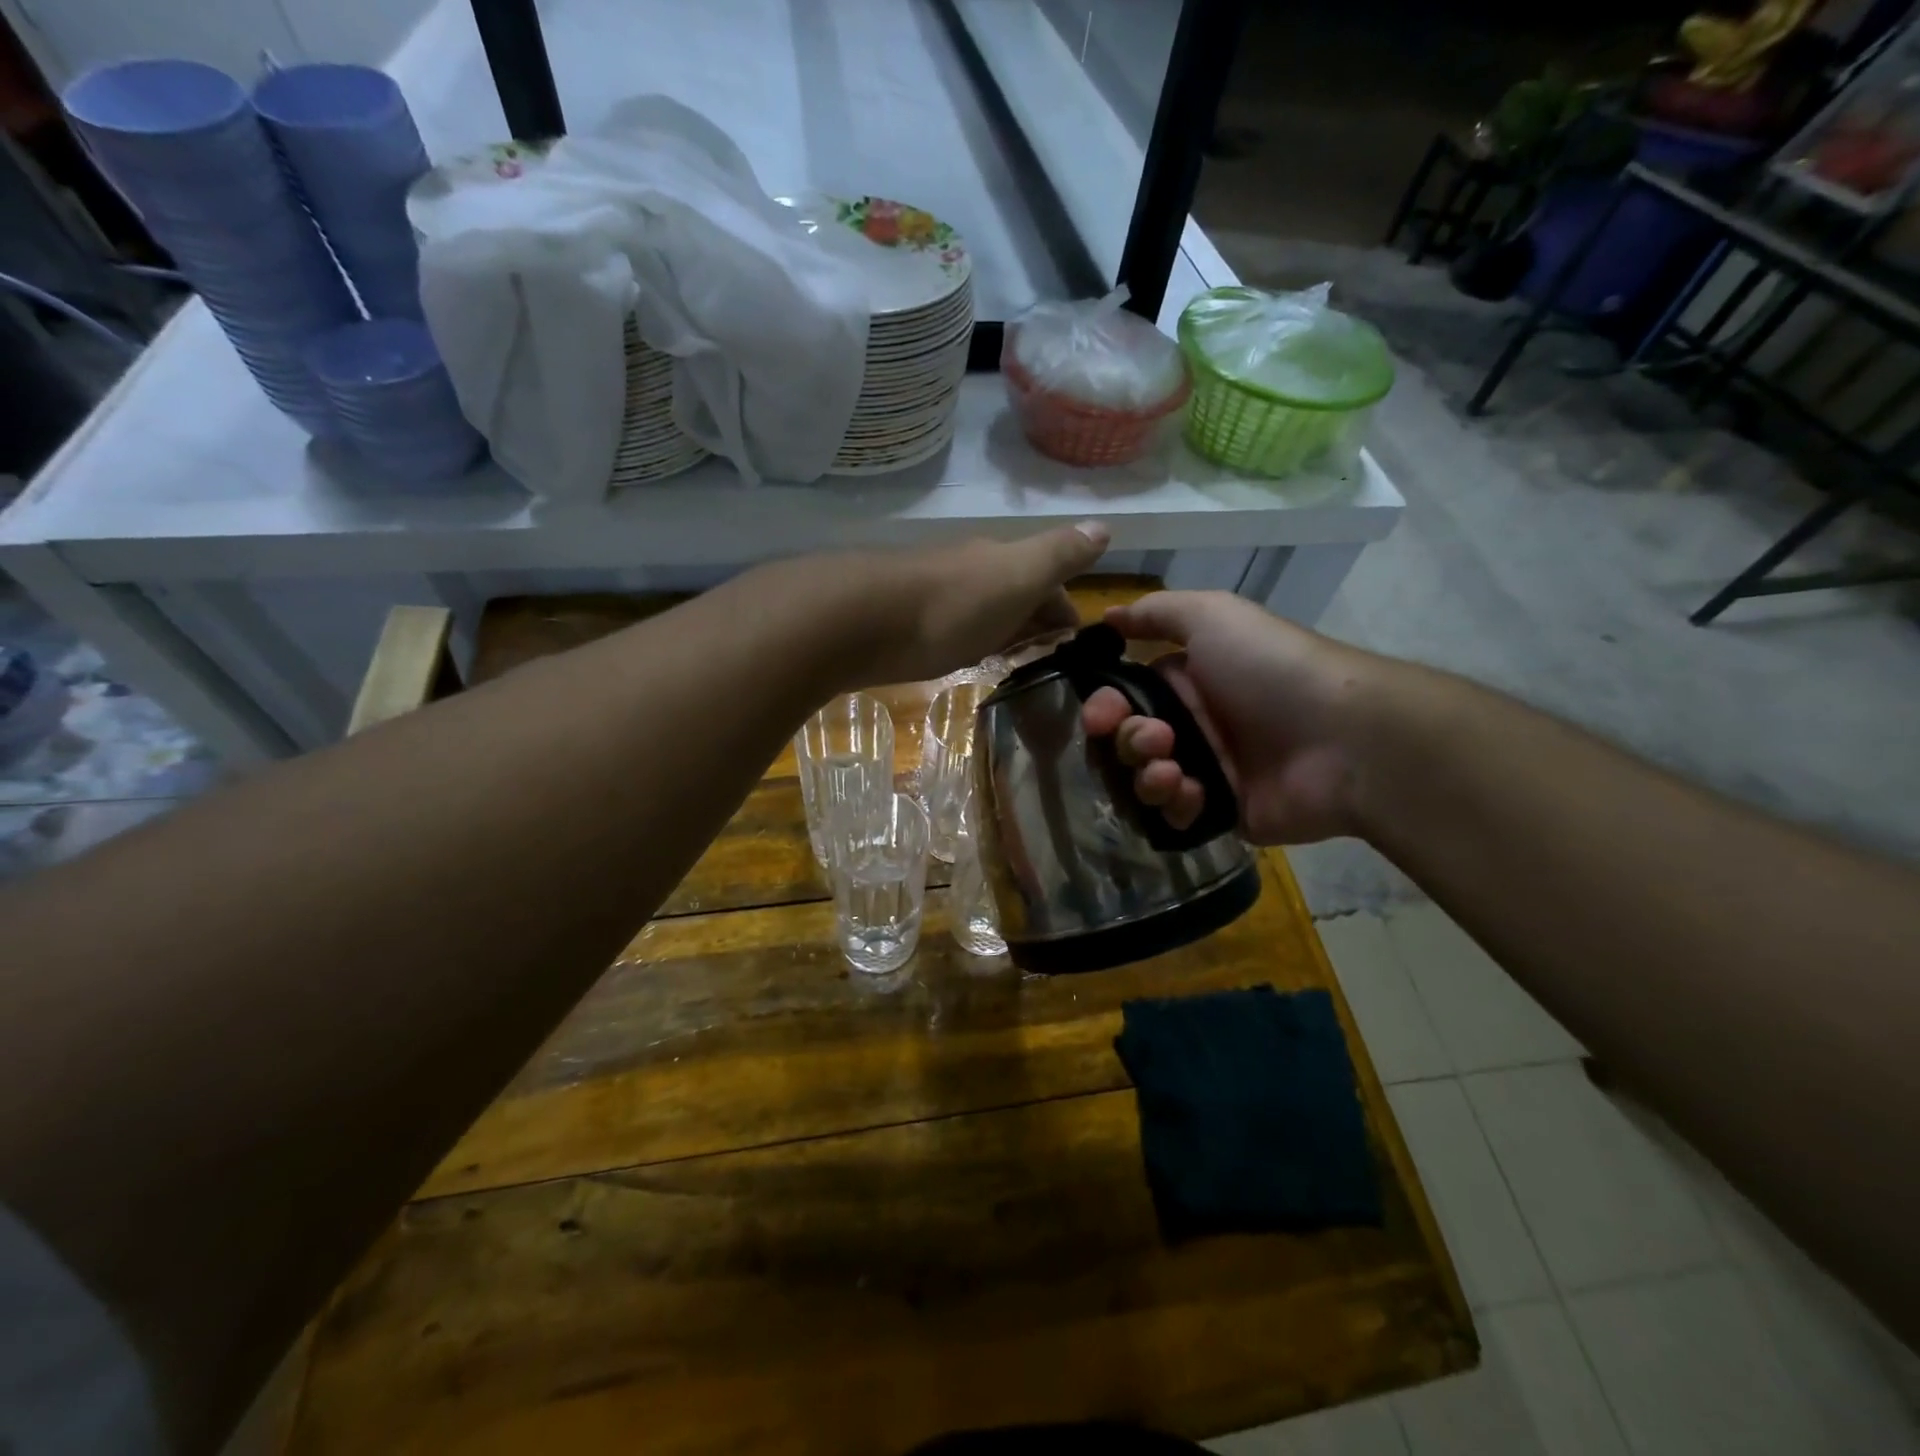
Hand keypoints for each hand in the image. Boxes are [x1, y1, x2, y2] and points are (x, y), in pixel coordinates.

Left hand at [845, 522, 1110, 685]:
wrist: (864, 620)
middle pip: (1014, 593)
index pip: (1048, 581)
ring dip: (1002, 630)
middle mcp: (970, 570)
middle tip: (1047, 658)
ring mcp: (935, 594)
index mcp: (1002, 560)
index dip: (1064, 610)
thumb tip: (1104, 527)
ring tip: (1011, 662)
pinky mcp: (906, 621)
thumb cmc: (953, 604)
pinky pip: (951, 627)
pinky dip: (969, 640)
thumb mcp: (1019, 576)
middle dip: (1034, 619)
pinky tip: (963, 656)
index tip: (1074, 644)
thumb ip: (1060, 554)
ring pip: (983, 610)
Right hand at [1081, 591, 1380, 844]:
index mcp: (1187, 682)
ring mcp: (1206, 771)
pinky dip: (1174, 805)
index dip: (1103, 708)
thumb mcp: (1213, 616)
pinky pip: (1175, 816)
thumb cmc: (1271, 668)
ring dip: (1145, 775)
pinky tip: (1192, 793)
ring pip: (1144, 781)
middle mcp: (1192, 726)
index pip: (1124, 699)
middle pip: (1128, 742)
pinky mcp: (1220, 812)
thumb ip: (1155, 613)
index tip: (1099, 717)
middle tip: (1154, 741)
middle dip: (1127, 742)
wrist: (1343, 737)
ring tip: (1172, 771)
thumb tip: (1108, 617)